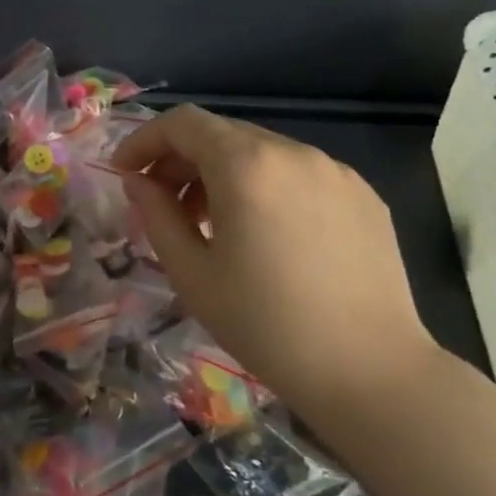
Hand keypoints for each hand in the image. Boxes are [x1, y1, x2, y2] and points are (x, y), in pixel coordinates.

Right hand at [112, 105, 436, 427]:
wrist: (372, 372)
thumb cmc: (265, 324)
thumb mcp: (190, 272)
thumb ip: (155, 214)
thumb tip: (137, 181)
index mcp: (246, 166)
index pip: (182, 123)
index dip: (143, 140)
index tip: (123, 173)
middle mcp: (293, 153)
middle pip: (220, 133)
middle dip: (180, 159)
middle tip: (160, 202)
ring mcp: (335, 172)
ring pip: (259, 152)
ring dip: (221, 173)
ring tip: (211, 223)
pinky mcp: (364, 196)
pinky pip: (297, 173)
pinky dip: (264, 186)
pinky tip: (264, 234)